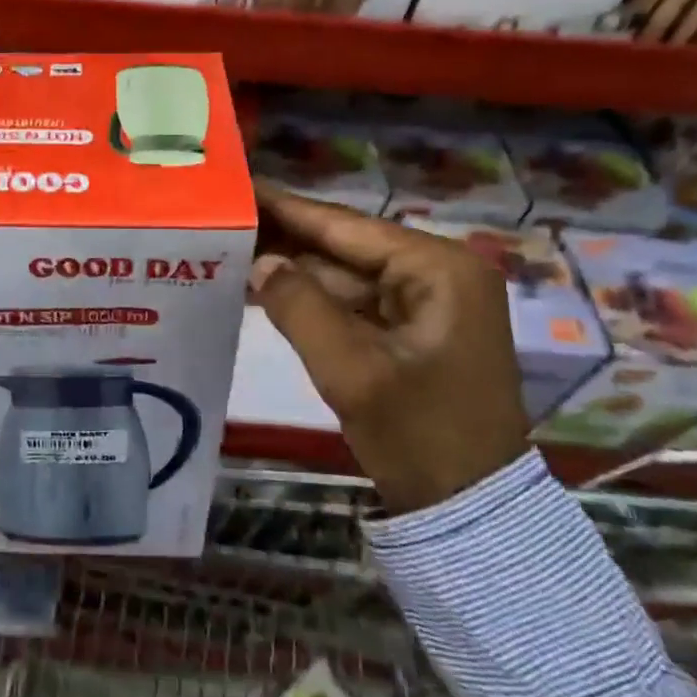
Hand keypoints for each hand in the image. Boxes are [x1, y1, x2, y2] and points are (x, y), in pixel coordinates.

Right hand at [249, 182, 528, 513]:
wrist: (471, 511)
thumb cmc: (419, 436)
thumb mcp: (351, 371)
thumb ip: (299, 306)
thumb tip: (259, 261)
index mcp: (439, 269)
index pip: (346, 227)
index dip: (288, 208)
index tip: (241, 185)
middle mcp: (440, 273)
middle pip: (346, 247)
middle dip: (287, 239)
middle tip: (225, 218)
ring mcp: (431, 303)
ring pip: (348, 275)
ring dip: (296, 270)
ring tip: (234, 249)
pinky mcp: (417, 331)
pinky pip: (356, 303)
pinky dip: (314, 299)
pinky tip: (268, 289)